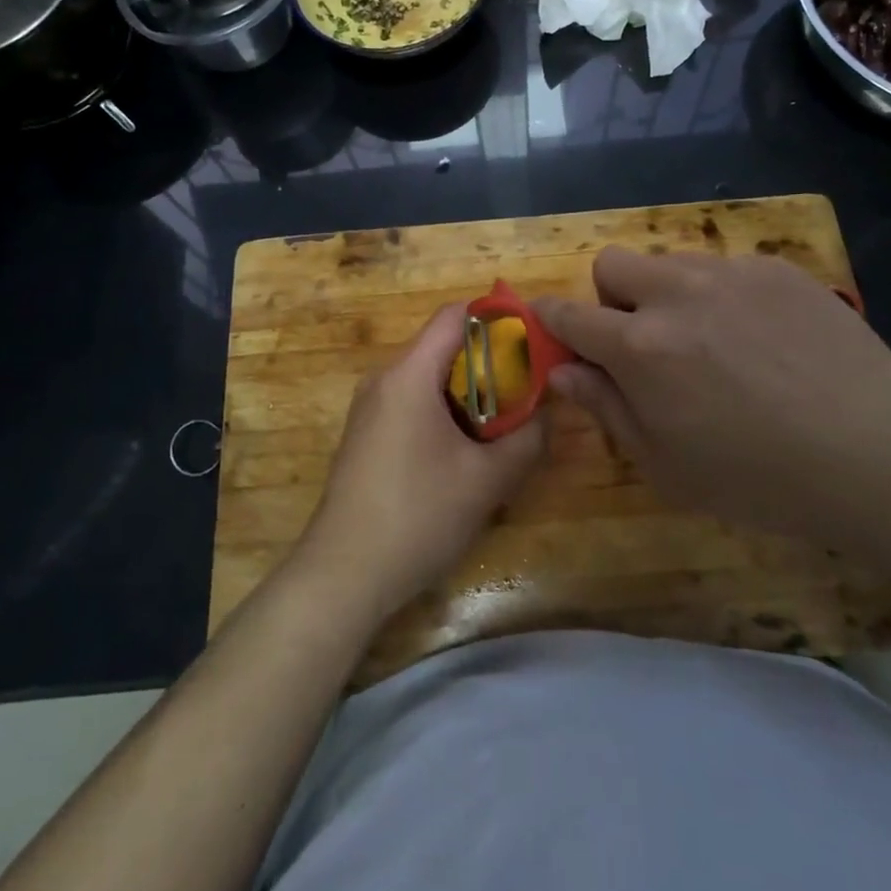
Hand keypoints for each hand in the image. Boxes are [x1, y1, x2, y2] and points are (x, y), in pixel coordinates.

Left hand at [297, 304, 544, 623]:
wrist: (342, 575)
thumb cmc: (417, 515)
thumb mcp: (488, 480)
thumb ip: (528, 438)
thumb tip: (548, 412)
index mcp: (409, 373)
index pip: (456, 314)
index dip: (498, 317)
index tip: (534, 340)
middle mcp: (385, 378)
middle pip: (443, 344)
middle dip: (490, 360)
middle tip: (529, 386)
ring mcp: (370, 408)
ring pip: (429, 376)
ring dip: (470, 389)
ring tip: (506, 419)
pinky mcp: (366, 435)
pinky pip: (412, 402)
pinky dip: (445, 410)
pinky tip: (467, 448)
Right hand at [535, 249, 890, 541]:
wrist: (876, 453)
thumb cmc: (759, 478)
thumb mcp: (666, 467)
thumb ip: (606, 410)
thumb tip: (563, 372)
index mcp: (639, 346)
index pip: (570, 314)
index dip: (551, 318)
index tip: (551, 324)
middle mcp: (676, 294)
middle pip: (612, 264)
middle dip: (610, 297)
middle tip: (643, 341)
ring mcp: (730, 273)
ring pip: (671, 263)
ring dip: (669, 294)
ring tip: (712, 341)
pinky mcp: (777, 268)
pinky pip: (728, 268)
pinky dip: (724, 296)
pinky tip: (764, 339)